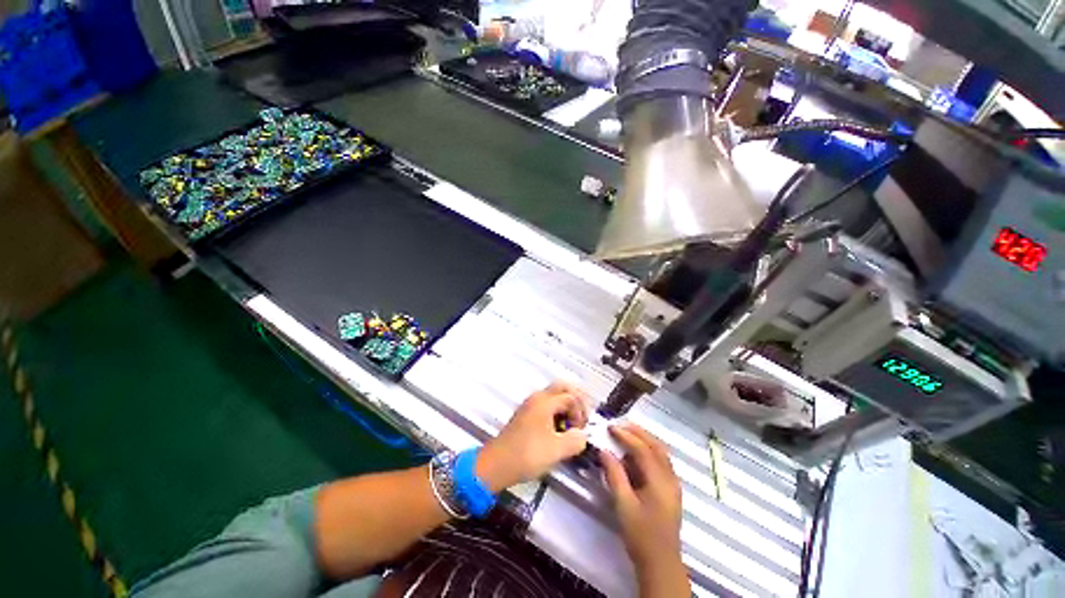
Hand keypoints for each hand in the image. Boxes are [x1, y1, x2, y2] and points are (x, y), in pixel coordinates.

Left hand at [476, 382, 589, 491]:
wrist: (496, 465)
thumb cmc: (527, 454)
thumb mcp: (557, 450)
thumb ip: (576, 440)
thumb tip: (582, 436)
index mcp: (545, 401)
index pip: (571, 397)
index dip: (581, 412)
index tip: (581, 431)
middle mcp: (537, 398)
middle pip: (562, 388)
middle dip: (576, 400)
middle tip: (582, 418)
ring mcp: (530, 406)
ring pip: (554, 396)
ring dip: (566, 407)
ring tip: (572, 427)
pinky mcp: (526, 416)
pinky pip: (546, 406)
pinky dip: (557, 413)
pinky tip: (559, 431)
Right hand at [600, 424, 687, 594]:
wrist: (661, 564)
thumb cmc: (641, 535)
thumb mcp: (623, 505)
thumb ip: (614, 475)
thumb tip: (604, 451)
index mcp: (660, 481)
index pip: (642, 449)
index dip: (626, 436)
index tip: (610, 427)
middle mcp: (670, 478)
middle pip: (656, 446)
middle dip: (638, 432)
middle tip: (619, 425)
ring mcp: (673, 484)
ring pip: (660, 452)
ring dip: (644, 439)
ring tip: (625, 433)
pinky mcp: (671, 489)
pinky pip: (661, 461)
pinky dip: (648, 451)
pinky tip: (635, 454)